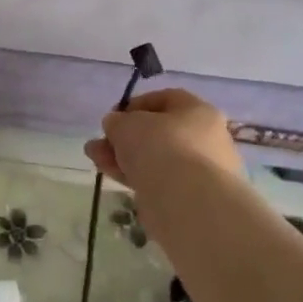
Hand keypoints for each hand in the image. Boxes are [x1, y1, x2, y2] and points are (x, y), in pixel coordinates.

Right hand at [84, 88, 246, 194]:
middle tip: (100, 142)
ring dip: (124, 156)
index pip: (166, 99)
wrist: (185, 201)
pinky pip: (158, 179)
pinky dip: (134, 175)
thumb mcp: (126, 124)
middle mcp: (206, 138)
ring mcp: (200, 170)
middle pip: (159, 132)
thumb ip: (117, 121)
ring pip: (156, 157)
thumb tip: (116, 125)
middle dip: (125, 136)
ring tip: (95, 159)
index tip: (113, 117)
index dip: (136, 105)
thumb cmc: (159, 147)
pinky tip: (109, 173)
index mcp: (199, 111)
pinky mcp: (190, 196)